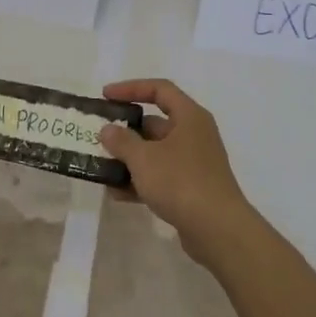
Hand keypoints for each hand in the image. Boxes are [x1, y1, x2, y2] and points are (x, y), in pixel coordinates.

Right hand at [98, 79, 259, 269]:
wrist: (217, 228)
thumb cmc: (180, 181)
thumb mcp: (144, 158)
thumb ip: (122, 141)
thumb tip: (108, 130)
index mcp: (189, 117)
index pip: (160, 89)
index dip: (131, 88)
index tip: (105, 96)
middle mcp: (194, 135)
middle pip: (155, 123)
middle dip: (125, 131)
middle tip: (98, 137)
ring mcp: (194, 163)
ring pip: (155, 153)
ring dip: (129, 159)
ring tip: (101, 166)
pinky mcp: (191, 188)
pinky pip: (160, 177)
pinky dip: (140, 181)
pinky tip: (117, 194)